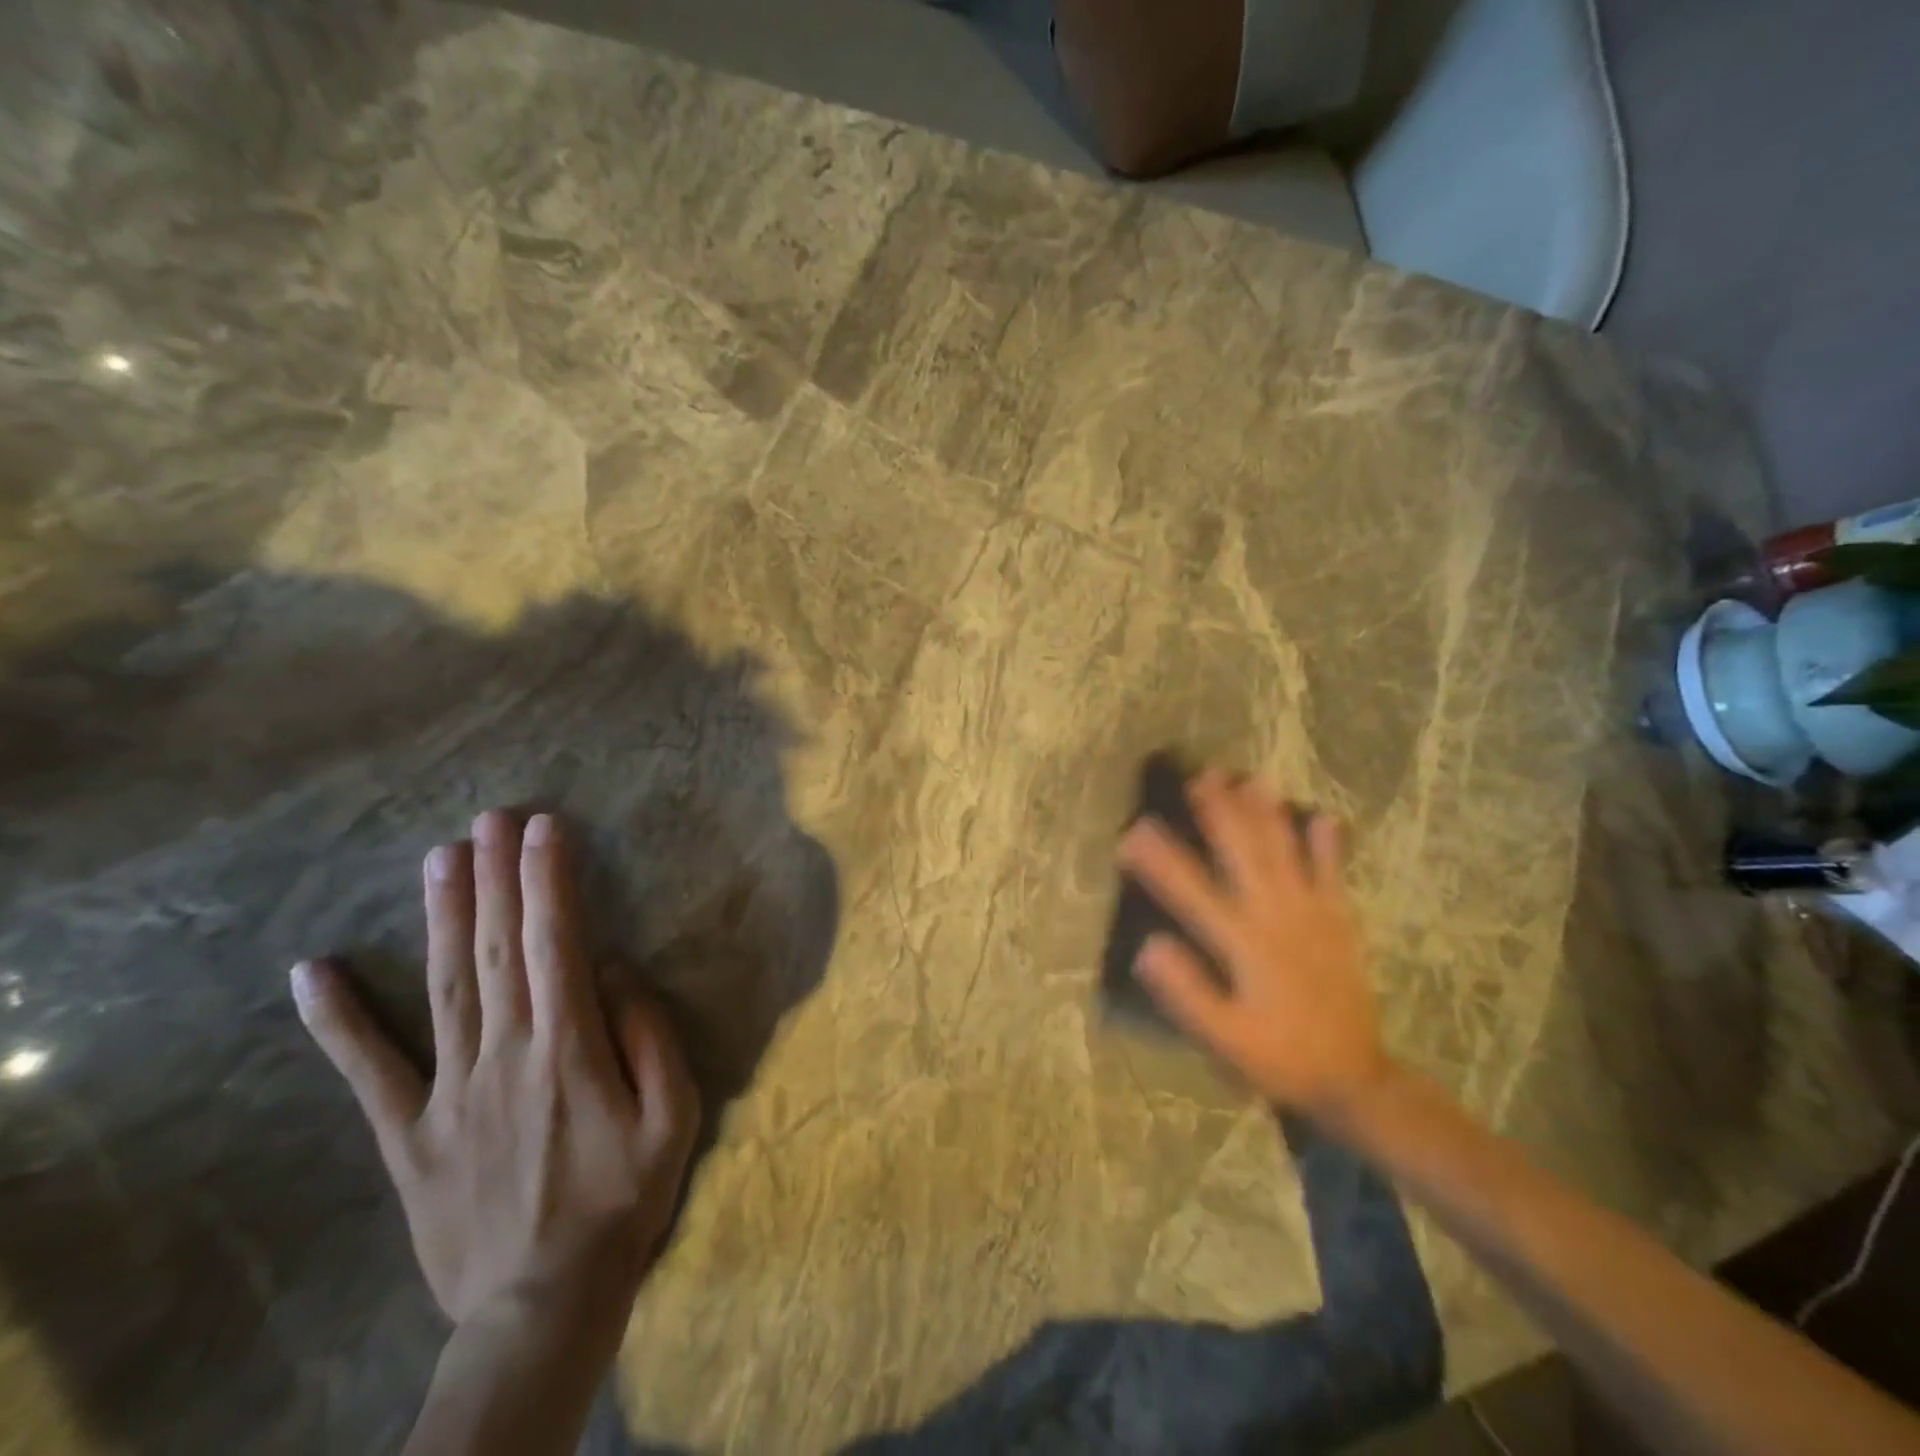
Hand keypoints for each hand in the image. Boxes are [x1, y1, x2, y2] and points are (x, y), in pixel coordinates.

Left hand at [291, 810, 699, 1339]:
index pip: (557, 942)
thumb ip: (649, 1034)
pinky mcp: (407, 1133)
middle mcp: (504, 1052)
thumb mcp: (675, 1114)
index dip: (549, 880)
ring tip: (440, 858)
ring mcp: (448, 1091)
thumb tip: (616, 968)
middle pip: (496, 949)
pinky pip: (368, 1070)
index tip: (545, 828)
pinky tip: (311, 972)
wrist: (544, 1302)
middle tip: (491, 819)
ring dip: (441, 916)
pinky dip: (337, 1021)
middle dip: (496, 876)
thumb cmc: (624, 1197)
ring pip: (443, 986)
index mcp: (569, 1046)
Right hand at [1117, 769, 1392, 1119]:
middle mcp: (1278, 917)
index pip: (1192, 892)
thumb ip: (1188, 993)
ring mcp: (1314, 916)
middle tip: (1200, 776)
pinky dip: (1328, 845)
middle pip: (1244, 854)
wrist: (1356, 1080)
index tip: (1133, 831)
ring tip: (1251, 779)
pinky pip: (1334, 875)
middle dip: (1220, 813)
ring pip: (1287, 853)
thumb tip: (1148, 946)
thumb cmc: (1279, 1057)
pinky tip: (1323, 817)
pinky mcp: (1341, 922)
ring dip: (1267, 814)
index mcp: (1244, 944)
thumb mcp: (1225, 1039)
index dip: (1160, 860)